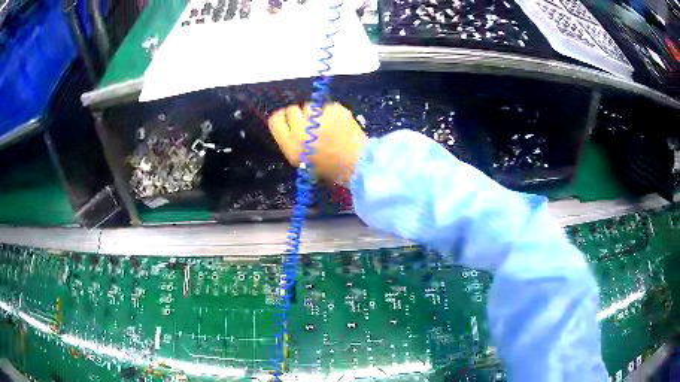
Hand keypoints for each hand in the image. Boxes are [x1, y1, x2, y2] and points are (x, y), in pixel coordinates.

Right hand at [267, 103, 366, 185]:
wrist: (358, 165)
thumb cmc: (329, 168)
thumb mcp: (301, 161)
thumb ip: (290, 141)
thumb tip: (288, 123)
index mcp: (291, 146)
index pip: (275, 120)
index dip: (282, 118)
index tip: (289, 120)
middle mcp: (301, 130)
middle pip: (291, 110)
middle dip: (300, 116)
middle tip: (312, 126)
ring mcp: (319, 118)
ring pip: (309, 106)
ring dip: (315, 114)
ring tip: (327, 127)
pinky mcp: (335, 110)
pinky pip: (327, 106)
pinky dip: (332, 113)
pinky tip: (339, 125)